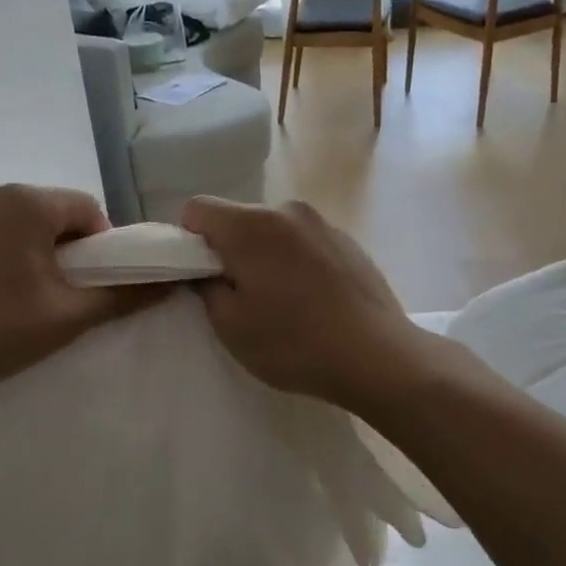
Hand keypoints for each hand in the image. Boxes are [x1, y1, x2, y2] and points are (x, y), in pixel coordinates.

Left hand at [0, 184, 156, 406]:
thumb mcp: (67, 316)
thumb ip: (123, 297)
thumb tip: (171, 285)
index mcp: (28, 201)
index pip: (90, 210)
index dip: (105, 249)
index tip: (96, 288)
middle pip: (58, 215)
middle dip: (73, 253)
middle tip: (68, 299)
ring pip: (28, 226)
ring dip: (43, 256)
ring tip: (34, 302)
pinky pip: (0, 233)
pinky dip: (14, 257)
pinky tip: (2, 296)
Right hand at [180, 197, 434, 413]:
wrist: (377, 356)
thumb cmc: (293, 342)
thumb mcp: (231, 326)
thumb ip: (207, 288)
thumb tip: (208, 271)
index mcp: (250, 225)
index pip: (196, 209)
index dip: (188, 240)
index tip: (201, 276)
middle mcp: (285, 210)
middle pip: (238, 219)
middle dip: (229, 250)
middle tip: (241, 297)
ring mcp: (322, 223)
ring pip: (273, 231)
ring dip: (265, 256)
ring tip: (282, 303)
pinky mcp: (348, 240)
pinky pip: (304, 242)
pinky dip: (296, 262)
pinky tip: (313, 301)